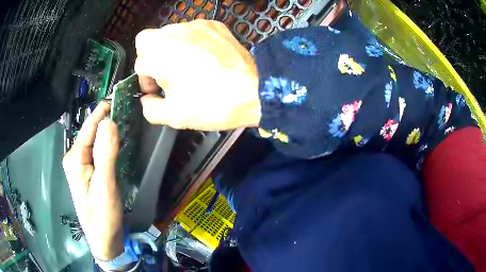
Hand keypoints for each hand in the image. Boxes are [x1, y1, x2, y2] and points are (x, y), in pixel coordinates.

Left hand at [62, 102, 123, 260]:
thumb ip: (106, 154)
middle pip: (92, 132)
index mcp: (75, 158)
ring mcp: (82, 165)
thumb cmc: (102, 216)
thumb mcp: (105, 186)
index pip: (89, 126)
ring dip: (109, 131)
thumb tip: (109, 121)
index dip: (103, 110)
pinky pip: (99, 152)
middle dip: (107, 119)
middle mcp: (76, 158)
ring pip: (96, 142)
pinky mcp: (89, 172)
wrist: (103, 239)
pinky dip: (109, 144)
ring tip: (126, 119)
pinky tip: (119, 141)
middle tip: (128, 107)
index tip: (119, 95)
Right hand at [135, 19, 261, 130]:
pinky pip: (192, 30)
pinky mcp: (215, 25)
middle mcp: (175, 33)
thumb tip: (146, 99)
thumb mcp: (174, 116)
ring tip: (187, 66)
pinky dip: (190, 42)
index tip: (157, 90)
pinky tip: (203, 57)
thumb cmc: (213, 104)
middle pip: (148, 40)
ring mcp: (197, 25)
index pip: (139, 62)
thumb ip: (150, 109)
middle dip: (151, 58)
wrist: (255, 91)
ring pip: (169, 33)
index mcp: (161, 54)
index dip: (145, 79)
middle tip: (167, 75)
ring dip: (170, 48)